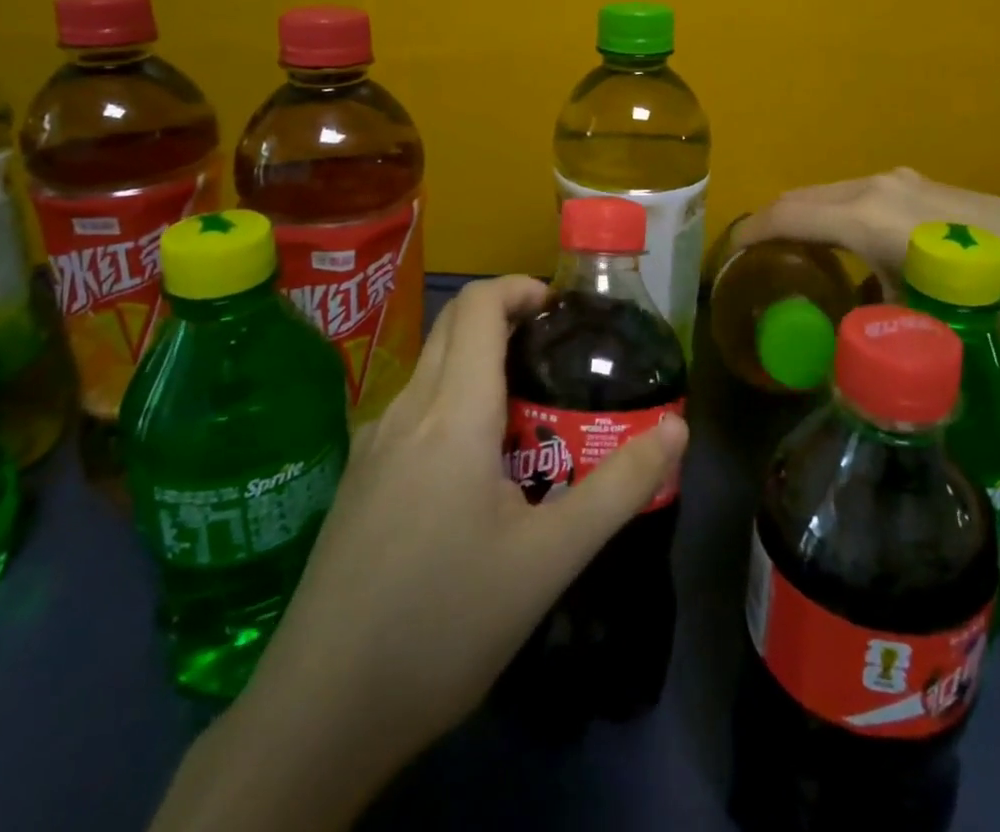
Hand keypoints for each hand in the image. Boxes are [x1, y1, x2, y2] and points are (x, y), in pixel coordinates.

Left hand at [214, 275, 687, 823]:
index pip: (477, 306)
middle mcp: (406, 410)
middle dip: (506, 320)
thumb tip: (678, 429)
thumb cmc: (445, 623)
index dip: (520, 288)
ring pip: (432, 370)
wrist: (320, 712)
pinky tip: (477, 471)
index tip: (562, 311)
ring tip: (530, 416)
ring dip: (481, 365)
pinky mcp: (358, 477)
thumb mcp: (549, 559)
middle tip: (557, 358)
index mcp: (452, 413)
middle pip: (453, 327)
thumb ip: (619, 487)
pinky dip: (454, 403)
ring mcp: (373, 443)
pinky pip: (414, 410)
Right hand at [733, 167, 999, 332]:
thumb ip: (867, 324)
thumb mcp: (914, 316)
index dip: (750, 233)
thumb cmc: (978, 290)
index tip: (728, 255)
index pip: (786, 216)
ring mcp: (897, 180)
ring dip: (805, 216)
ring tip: (796, 252)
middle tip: (755, 257)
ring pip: (829, 193)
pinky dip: (835, 214)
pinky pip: (856, 195)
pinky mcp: (918, 184)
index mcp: (862, 216)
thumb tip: (841, 346)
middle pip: (801, 197)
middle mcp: (871, 187)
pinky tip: (851, 245)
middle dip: (771, 222)